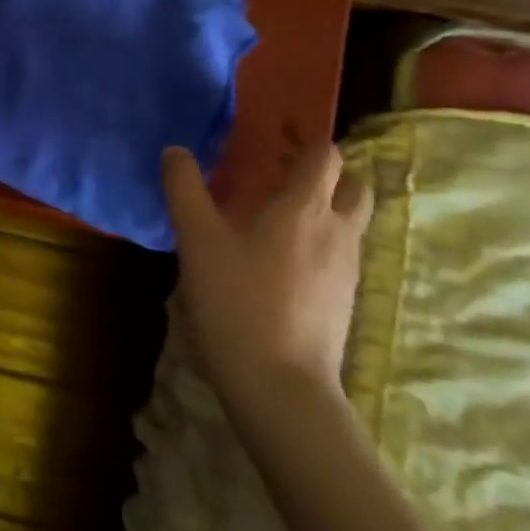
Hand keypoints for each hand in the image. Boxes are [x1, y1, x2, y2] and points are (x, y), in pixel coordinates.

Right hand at [162, 141, 372, 428]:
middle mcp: (337, 231)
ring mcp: (347, 270)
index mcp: (305, 208)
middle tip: (282, 176)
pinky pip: (341, 254)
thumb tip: (175, 151)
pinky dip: (320, 243)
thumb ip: (184, 189)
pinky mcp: (344, 302)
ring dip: (325, 208)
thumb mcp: (197, 241)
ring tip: (277, 218)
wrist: (281, 389)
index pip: (326, 155)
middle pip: (354, 186)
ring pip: (350, 222)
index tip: (275, 141)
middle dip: (327, 174)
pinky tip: (281, 263)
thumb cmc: (237, 303)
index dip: (305, 141)